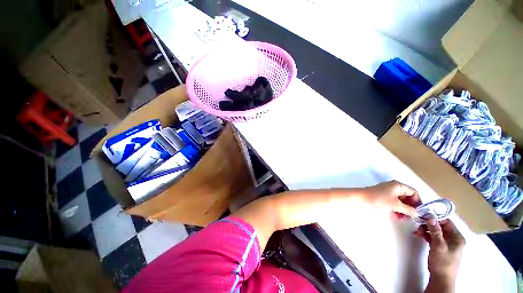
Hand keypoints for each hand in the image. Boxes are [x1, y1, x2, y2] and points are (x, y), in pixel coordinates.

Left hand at [360, 181, 420, 218]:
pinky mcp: (383, 196)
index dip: (418, 202)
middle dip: (409, 208)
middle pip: (407, 197)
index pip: (413, 192)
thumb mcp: (396, 205)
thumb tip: (418, 213)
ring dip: (403, 210)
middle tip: (410, 218)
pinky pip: (393, 202)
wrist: (361, 198)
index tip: (418, 212)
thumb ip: (409, 210)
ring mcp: (388, 191)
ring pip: (400, 201)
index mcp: (398, 185)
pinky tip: (396, 217)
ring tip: (402, 219)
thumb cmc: (379, 199)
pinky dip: (396, 209)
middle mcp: (394, 187)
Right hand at [415, 217, 464, 291]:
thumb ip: (435, 230)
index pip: (447, 222)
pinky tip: (419, 235)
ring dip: (426, 229)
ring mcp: (447, 243)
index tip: (423, 216)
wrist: (441, 279)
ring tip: (417, 232)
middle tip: (418, 225)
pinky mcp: (440, 247)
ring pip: (435, 231)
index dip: (435, 218)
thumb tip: (430, 216)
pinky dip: (426, 235)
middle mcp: (453, 238)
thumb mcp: (439, 246)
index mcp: (457, 237)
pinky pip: (433, 237)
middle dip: (428, 224)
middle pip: (440, 226)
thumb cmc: (443, 262)